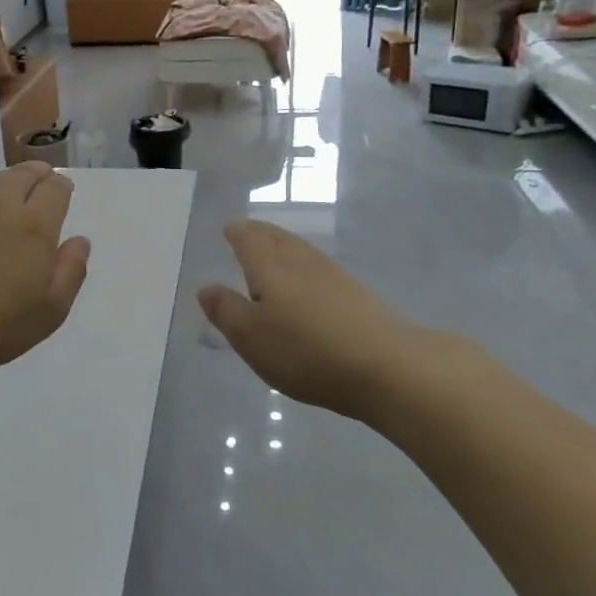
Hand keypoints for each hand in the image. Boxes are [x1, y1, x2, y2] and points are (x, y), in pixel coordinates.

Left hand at [0, 163, 91, 377]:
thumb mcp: (50, 310)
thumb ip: (70, 271)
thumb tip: (79, 241)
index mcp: (34, 226)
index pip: (53, 190)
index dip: (61, 187)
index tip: (63, 190)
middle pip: (22, 175)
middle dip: (37, 174)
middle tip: (42, 177)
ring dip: (8, 178)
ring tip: (13, 185)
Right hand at [198, 220, 452, 420]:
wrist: (389, 367)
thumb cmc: (307, 351)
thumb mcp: (252, 338)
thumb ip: (226, 311)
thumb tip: (206, 287)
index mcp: (270, 266)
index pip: (249, 238)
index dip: (237, 232)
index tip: (229, 228)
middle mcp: (301, 261)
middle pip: (277, 237)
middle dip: (259, 232)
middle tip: (247, 231)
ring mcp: (334, 276)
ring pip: (301, 250)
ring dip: (284, 245)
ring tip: (273, 251)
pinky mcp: (358, 294)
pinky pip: (320, 268)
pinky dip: (305, 266)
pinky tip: (308, 282)